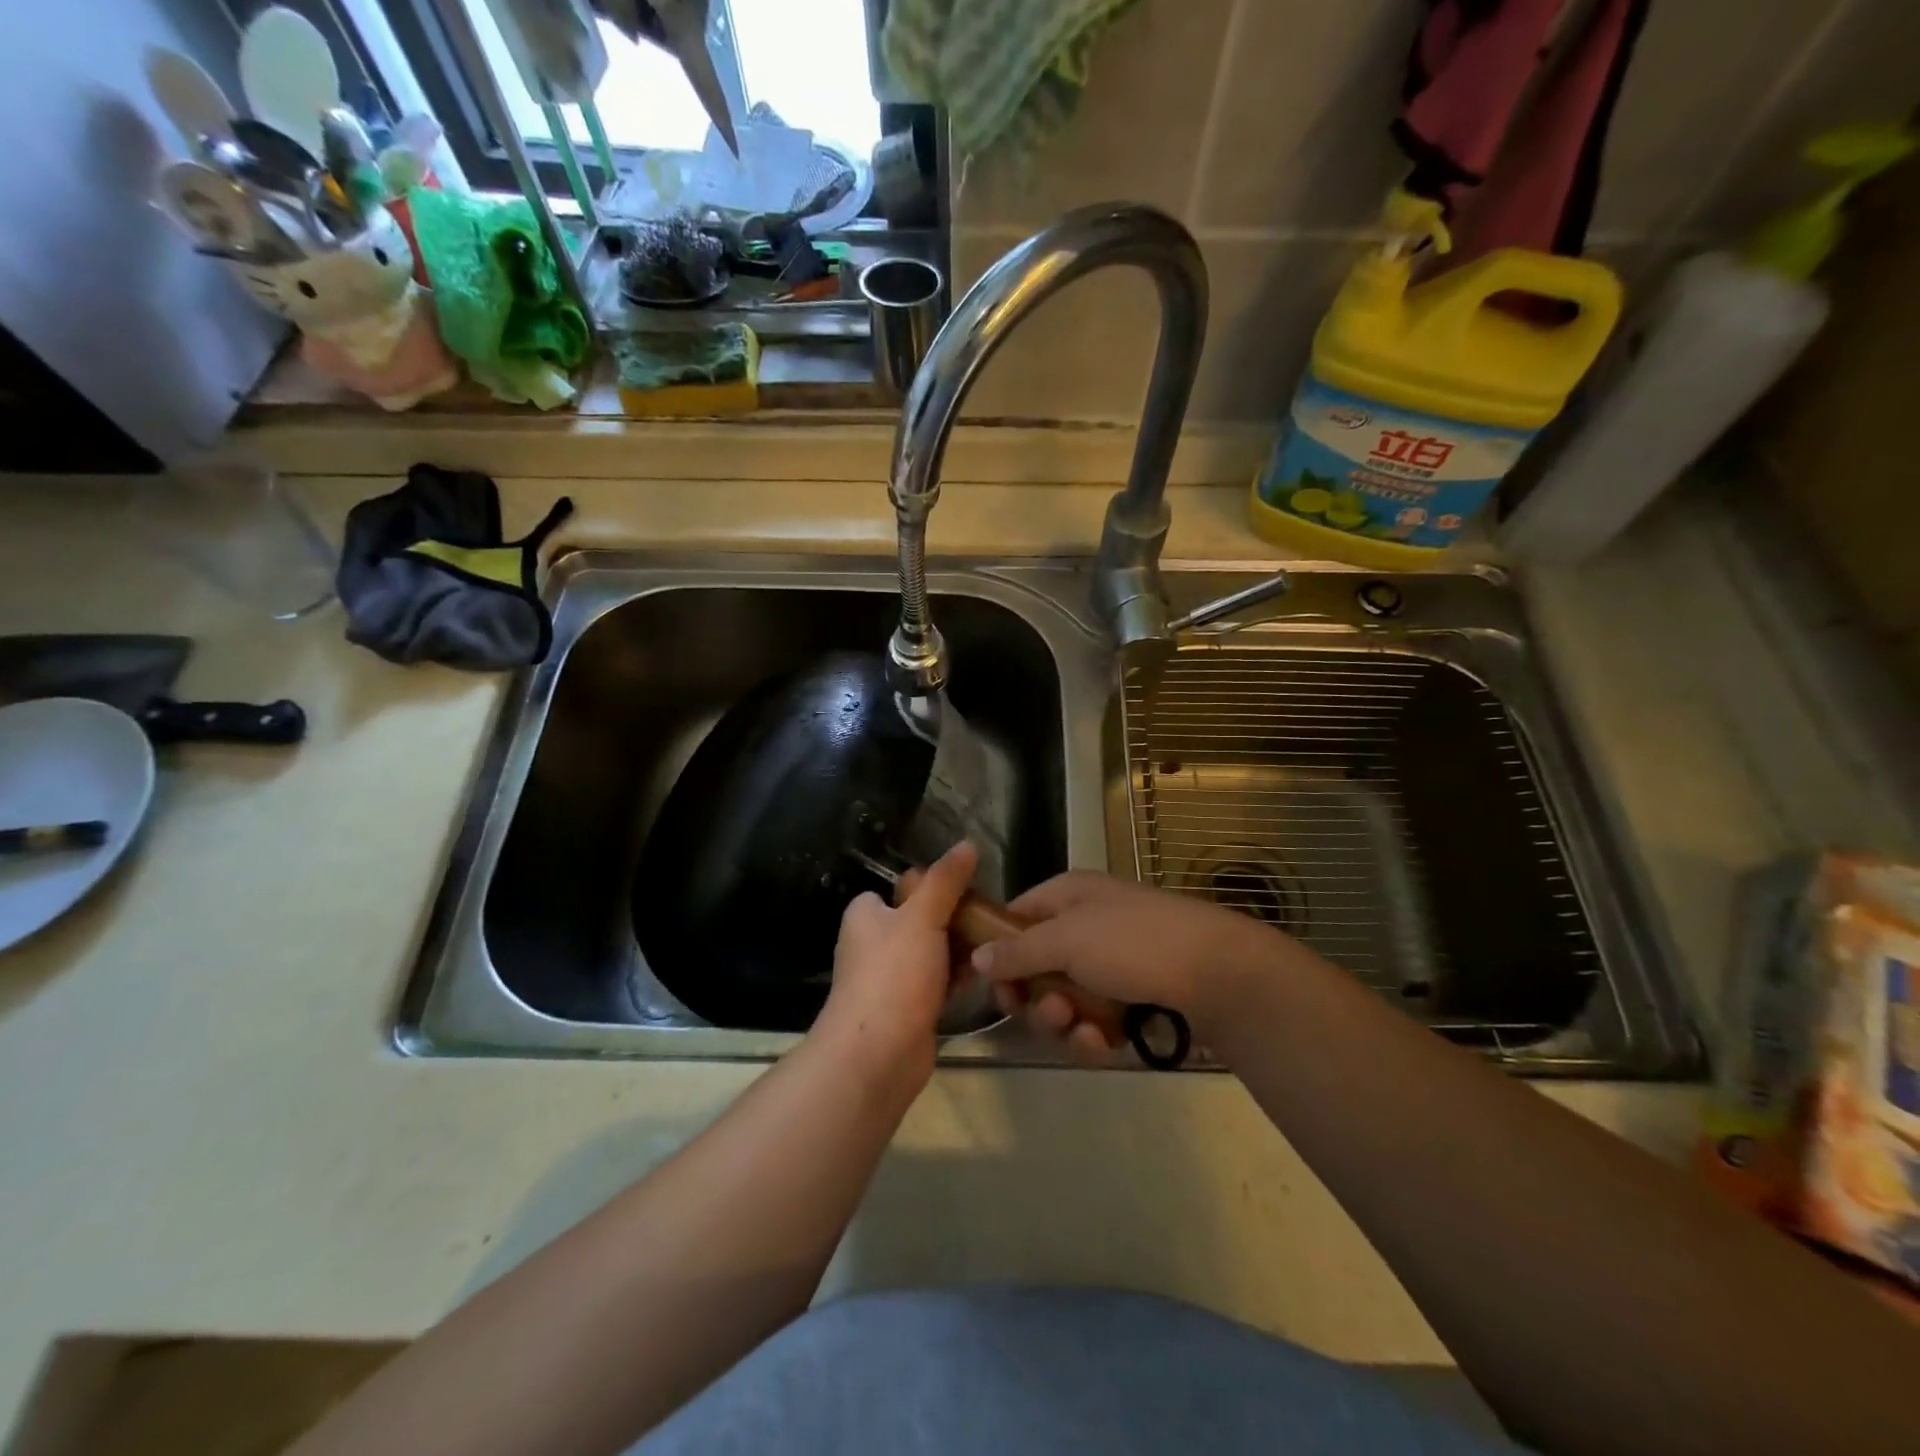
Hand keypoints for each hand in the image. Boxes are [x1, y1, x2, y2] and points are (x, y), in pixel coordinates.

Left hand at [815, 842, 977, 1086]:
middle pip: (922, 919)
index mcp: (866, 915)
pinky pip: (939, 983)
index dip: (934, 886)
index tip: (971, 888)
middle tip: (992, 917)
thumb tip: (967, 844)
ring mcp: (891, 979)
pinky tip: (989, 974)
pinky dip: (959, 978)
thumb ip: (945, 881)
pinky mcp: (908, 1009)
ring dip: (962, 950)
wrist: (877, 1054)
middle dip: (956, 919)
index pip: (903, 888)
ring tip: (999, 943)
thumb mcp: (922, 917)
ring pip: (934, 953)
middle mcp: (874, 943)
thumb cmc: (893, 974)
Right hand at [970, 872, 1280, 1054]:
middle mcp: (1085, 926)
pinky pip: (1093, 1020)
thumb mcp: (1068, 940)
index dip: (999, 952)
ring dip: (1064, 1022)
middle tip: (1052, 1013)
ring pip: (1063, 1000)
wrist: (1219, 974)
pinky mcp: (1131, 999)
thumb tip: (976, 957)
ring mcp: (1110, 963)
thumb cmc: (1135, 943)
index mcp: (1068, 896)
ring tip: (1084, 1031)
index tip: (996, 988)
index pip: (1015, 918)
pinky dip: (1094, 1035)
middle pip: (1036, 967)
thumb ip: (1017, 951)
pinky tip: (1106, 1045)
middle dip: (1037, 998)